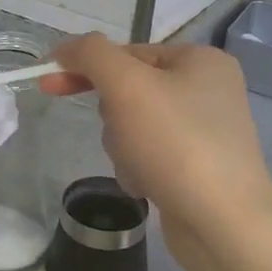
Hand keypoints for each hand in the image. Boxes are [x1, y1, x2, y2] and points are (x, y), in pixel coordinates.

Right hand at [42, 35, 271, 270]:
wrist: (223, 223)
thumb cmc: (176, 144)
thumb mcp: (127, 86)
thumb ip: (92, 55)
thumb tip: (66, 47)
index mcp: (200, 60)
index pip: (127, 52)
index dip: (85, 67)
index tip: (48, 84)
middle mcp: (207, 90)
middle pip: (128, 91)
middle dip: (113, 118)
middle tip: (123, 135)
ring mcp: (203, 131)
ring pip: (132, 126)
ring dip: (122, 147)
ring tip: (140, 167)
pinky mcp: (195, 167)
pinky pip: (147, 155)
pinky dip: (138, 169)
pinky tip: (149, 186)